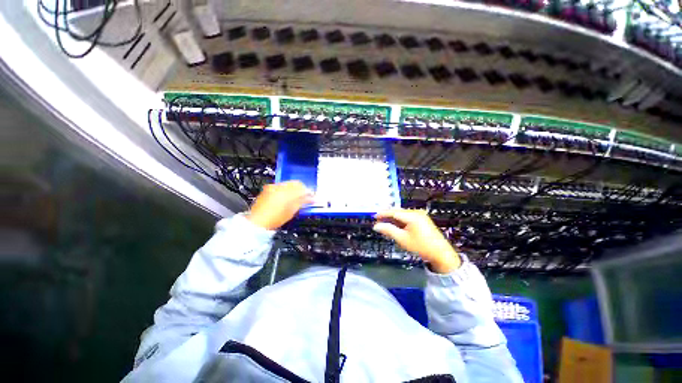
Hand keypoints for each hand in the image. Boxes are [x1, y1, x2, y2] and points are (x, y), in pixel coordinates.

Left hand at [247, 181, 313, 229]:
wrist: (258, 222)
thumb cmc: (275, 219)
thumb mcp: (292, 211)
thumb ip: (303, 202)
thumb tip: (311, 198)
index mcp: (286, 192)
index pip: (302, 187)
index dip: (308, 192)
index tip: (311, 196)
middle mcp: (279, 187)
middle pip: (295, 183)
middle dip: (301, 189)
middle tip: (305, 197)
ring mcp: (272, 187)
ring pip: (287, 184)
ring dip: (293, 189)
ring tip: (295, 198)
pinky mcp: (267, 189)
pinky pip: (280, 186)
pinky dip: (285, 190)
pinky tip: (285, 198)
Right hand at [373, 209, 460, 272]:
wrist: (441, 253)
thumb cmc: (420, 246)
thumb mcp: (402, 239)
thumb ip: (388, 230)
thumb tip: (376, 226)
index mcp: (412, 215)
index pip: (394, 212)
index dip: (383, 214)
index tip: (374, 216)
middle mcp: (416, 212)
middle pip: (398, 212)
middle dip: (387, 216)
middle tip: (378, 221)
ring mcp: (420, 215)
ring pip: (402, 214)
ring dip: (393, 219)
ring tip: (384, 224)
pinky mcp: (422, 219)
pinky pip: (408, 217)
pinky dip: (400, 221)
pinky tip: (395, 225)